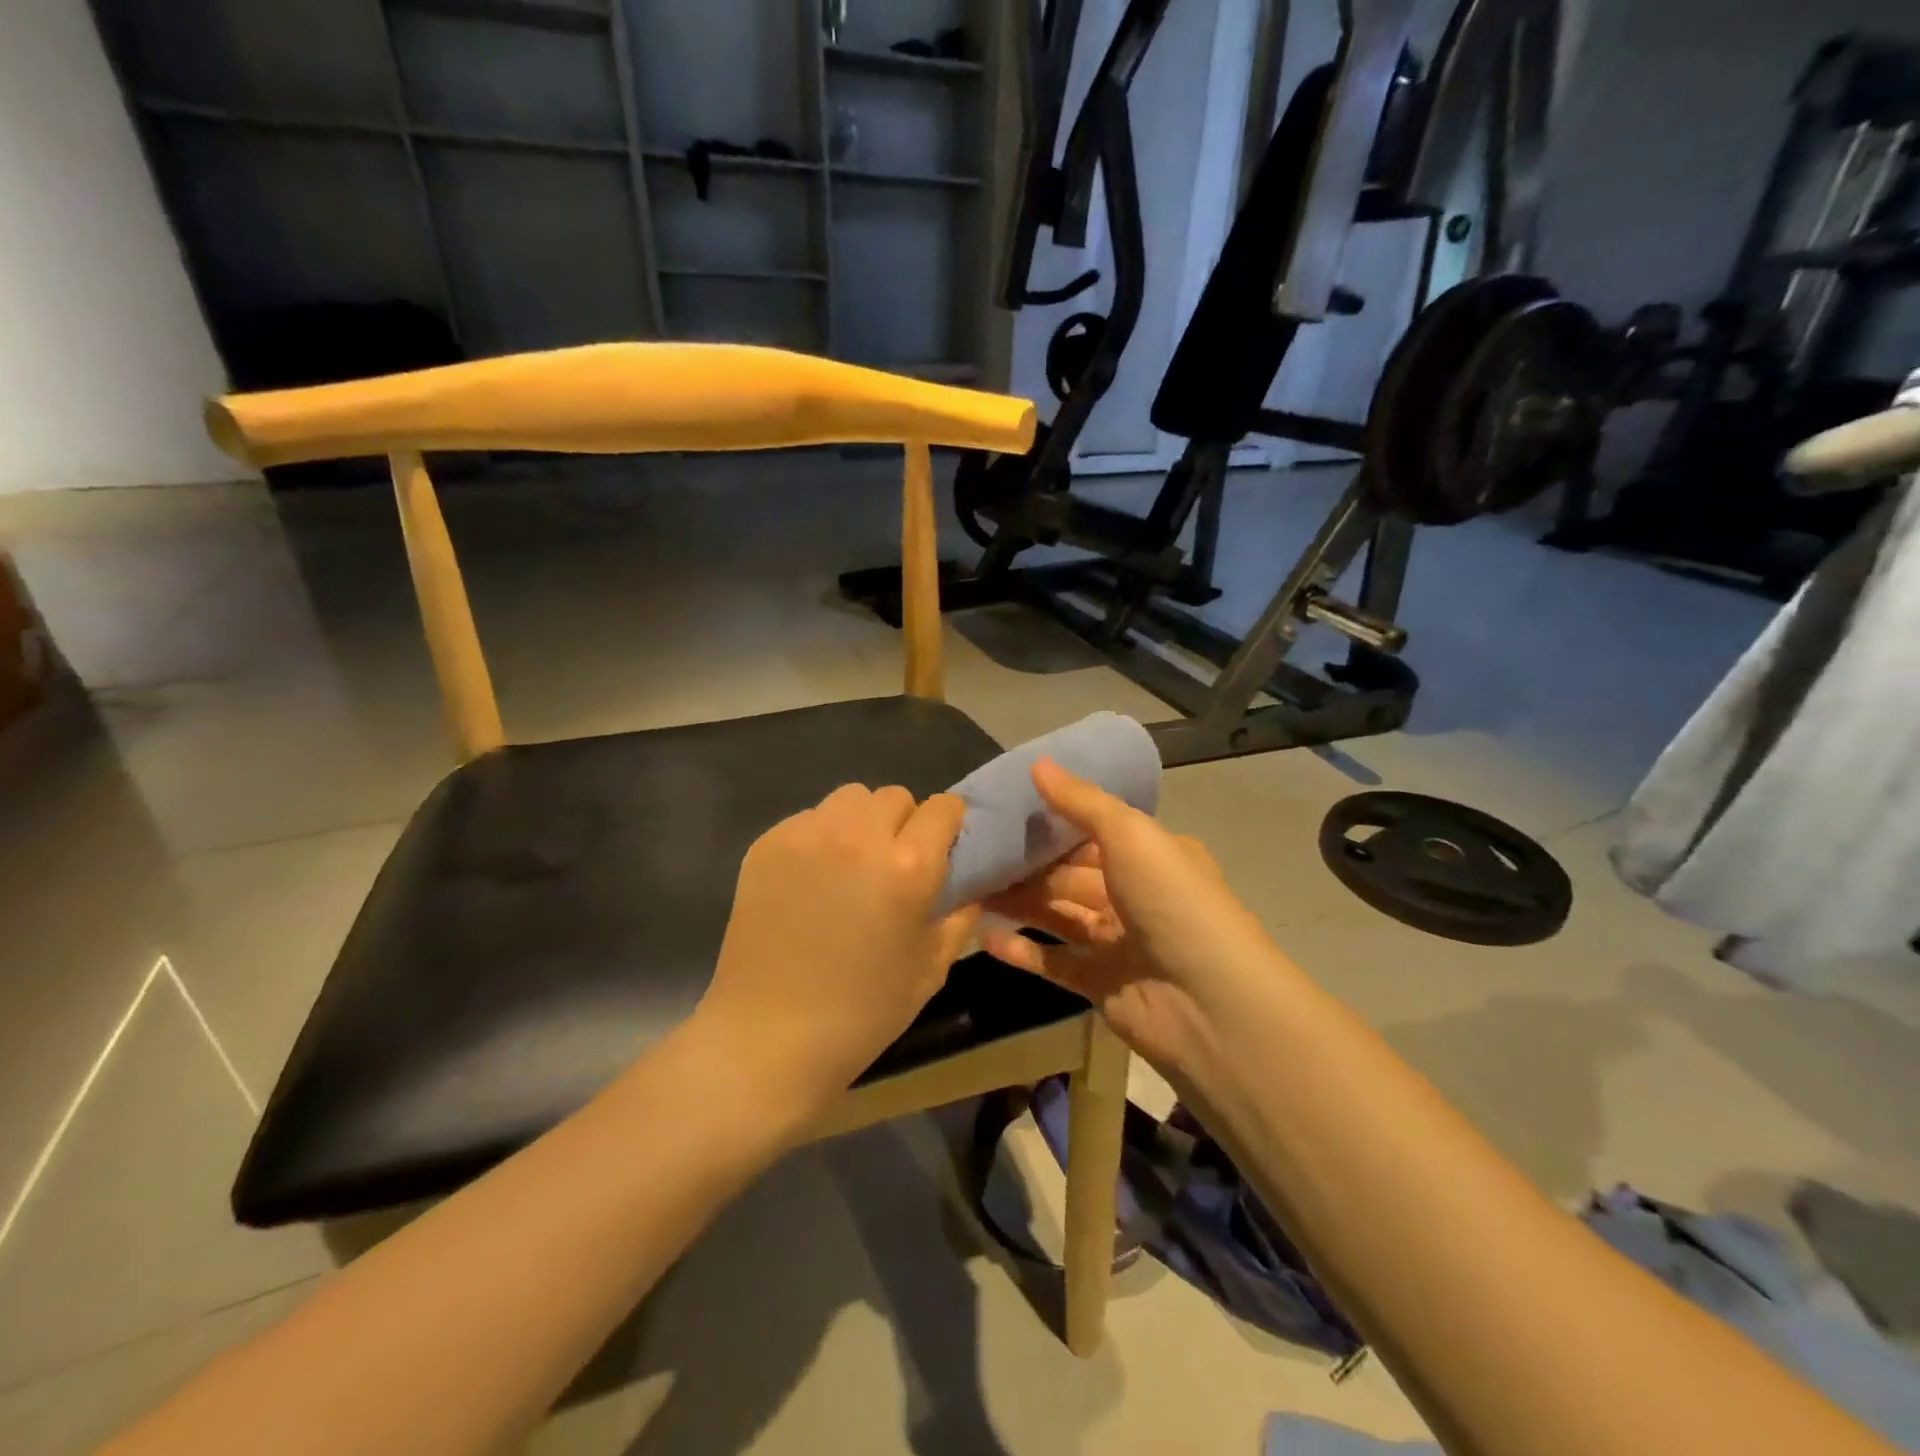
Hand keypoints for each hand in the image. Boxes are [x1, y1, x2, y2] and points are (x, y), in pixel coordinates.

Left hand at [688, 784, 977, 1127]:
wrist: (769, 1036)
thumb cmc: (862, 1011)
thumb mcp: (931, 969)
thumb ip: (958, 916)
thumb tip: (967, 885)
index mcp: (909, 865)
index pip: (943, 807)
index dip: (948, 825)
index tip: (942, 848)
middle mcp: (860, 835)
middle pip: (895, 796)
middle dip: (904, 822)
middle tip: (892, 863)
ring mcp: (808, 834)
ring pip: (849, 798)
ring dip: (861, 822)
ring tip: (851, 863)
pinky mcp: (768, 843)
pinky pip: (808, 818)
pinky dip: (820, 836)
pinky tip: (811, 879)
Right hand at [981, 759, 1275, 1074]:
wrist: (1209, 1002)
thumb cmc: (1172, 901)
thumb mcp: (1130, 834)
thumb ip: (1081, 802)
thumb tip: (1037, 763)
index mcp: (1152, 856)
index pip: (1094, 831)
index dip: (1053, 821)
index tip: (1005, 809)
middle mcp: (1135, 894)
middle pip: (1070, 874)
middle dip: (1027, 864)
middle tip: (975, 851)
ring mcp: (1117, 942)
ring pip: (1058, 914)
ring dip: (1019, 902)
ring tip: (969, 887)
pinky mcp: (1100, 984)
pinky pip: (1053, 961)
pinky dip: (1022, 949)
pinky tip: (984, 935)